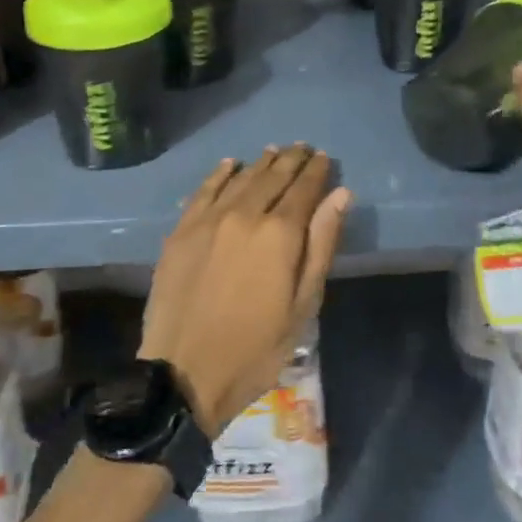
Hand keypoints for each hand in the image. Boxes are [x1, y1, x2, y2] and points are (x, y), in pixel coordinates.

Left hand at [138, 146, 351, 437]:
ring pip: (240, 179)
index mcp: (279, 234)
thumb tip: (340, 195)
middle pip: (272, 177)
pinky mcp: (181, 230)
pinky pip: (204, 190)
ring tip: (274, 151)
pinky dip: (220, 174)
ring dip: (260, 163)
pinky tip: (230, 164)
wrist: (183, 373)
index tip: (325, 158)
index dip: (316, 172)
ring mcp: (208, 219)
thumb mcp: (303, 305)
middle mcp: (244, 214)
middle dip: (291, 160)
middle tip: (303, 147)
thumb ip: (321, 245)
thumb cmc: (255, 348)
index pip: (303, 189)